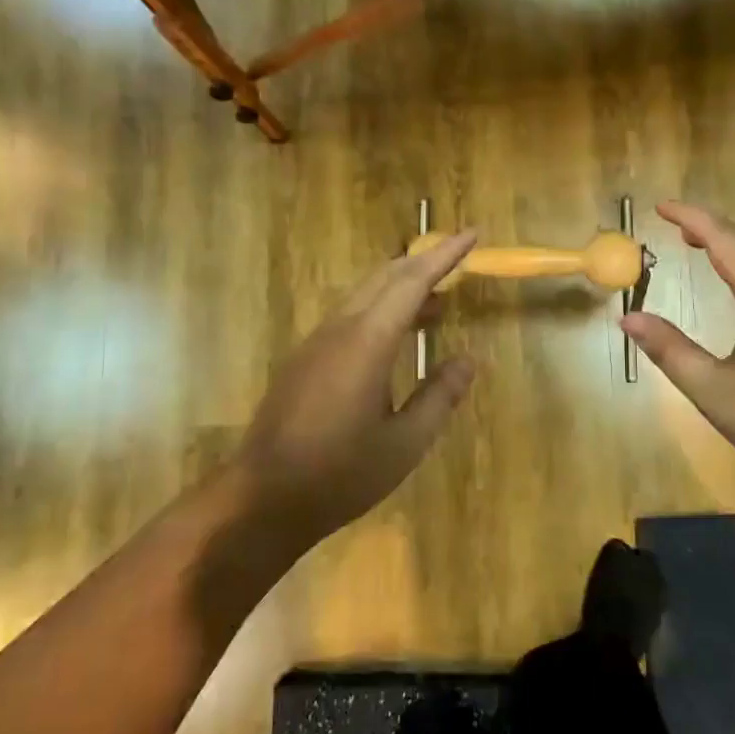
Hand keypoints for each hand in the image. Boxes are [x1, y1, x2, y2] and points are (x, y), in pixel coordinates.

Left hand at [234, 230, 478, 544]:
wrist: (263, 498)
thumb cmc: (341, 474)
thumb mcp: (405, 443)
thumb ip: (439, 396)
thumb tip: (467, 360)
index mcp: (368, 342)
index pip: (412, 281)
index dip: (444, 256)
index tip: (471, 235)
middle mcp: (339, 329)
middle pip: (384, 278)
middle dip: (423, 262)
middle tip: (458, 261)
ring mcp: (316, 342)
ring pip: (363, 295)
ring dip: (401, 287)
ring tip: (437, 301)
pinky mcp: (303, 360)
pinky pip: (349, 316)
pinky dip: (380, 309)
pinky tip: (395, 336)